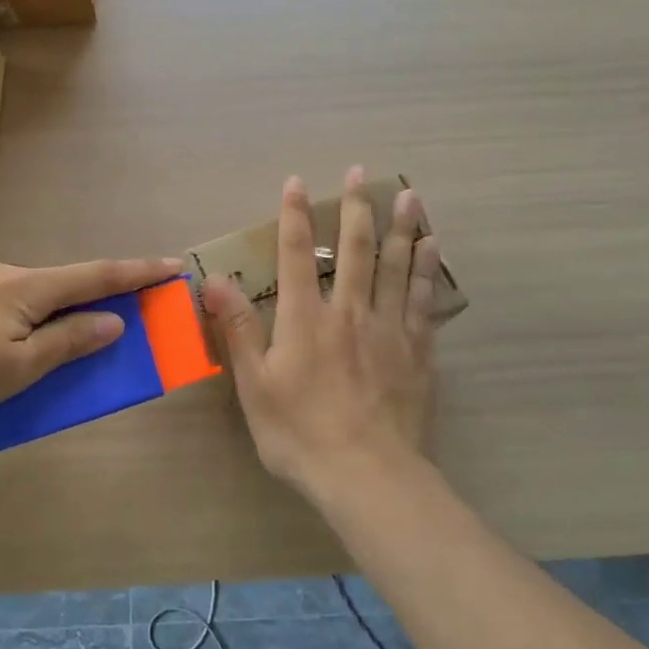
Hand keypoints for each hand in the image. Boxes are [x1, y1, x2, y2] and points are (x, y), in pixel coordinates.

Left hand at [0, 256, 183, 427]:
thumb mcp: (17, 368)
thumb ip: (67, 342)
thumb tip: (112, 320)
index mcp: (27, 288)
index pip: (96, 276)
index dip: (137, 273)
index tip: (172, 265)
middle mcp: (1, 273)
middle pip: (60, 284)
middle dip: (90, 298)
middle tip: (110, 320)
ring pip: (24, 295)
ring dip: (48, 313)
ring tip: (44, 347)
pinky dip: (15, 319)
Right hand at [203, 168, 440, 502]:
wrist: (368, 476)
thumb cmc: (301, 434)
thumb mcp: (255, 386)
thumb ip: (239, 329)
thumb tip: (215, 279)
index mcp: (306, 319)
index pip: (297, 255)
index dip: (294, 216)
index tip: (297, 182)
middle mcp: (350, 312)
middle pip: (356, 250)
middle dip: (356, 207)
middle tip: (362, 171)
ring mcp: (389, 329)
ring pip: (398, 266)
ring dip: (401, 227)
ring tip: (409, 195)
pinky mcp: (417, 350)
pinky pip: (424, 299)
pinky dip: (428, 269)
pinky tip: (433, 248)